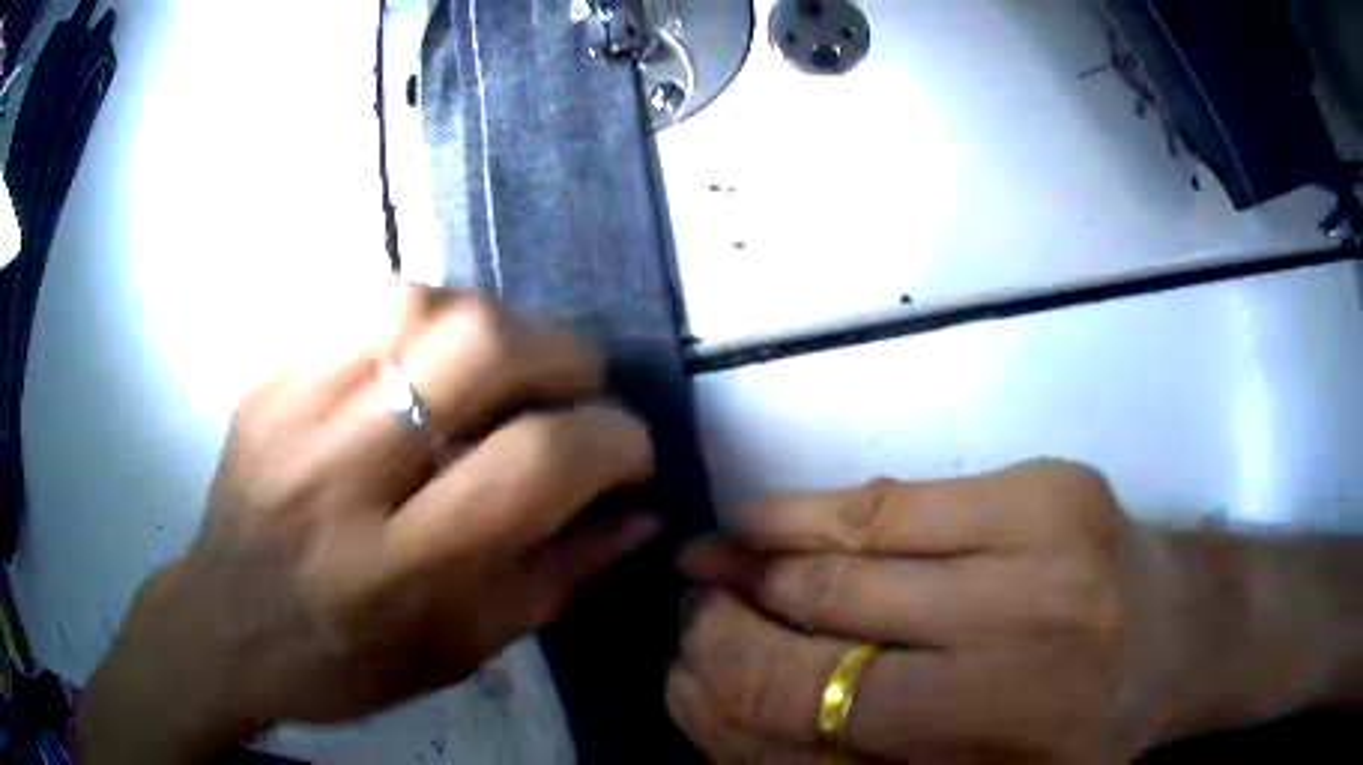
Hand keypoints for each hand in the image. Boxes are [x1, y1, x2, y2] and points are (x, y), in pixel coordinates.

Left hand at [77, 288, 659, 761]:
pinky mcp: (270, 377)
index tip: (632, 452)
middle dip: (563, 356)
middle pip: (476, 348)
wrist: (224, 624)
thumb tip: (643, 514)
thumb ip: (559, 579)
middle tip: (579, 390)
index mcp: (394, 569)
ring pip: (420, 304)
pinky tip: (436, 358)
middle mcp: (339, 474)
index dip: (611, 443)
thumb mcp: (461, 653)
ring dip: (496, 323)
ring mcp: (293, 408)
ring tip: (511, 368)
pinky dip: (430, 317)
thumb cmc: (346, 663)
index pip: (530, 466)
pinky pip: (367, 305)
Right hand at [669, 461, 1238, 762]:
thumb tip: (740, 722)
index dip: (730, 694)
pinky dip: (812, 514)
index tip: (682, 672)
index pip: (816, 727)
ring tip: (705, 560)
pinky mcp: (1048, 489)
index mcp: (995, 754)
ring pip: (847, 562)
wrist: (1185, 631)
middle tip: (684, 613)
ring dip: (754, 561)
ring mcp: (1040, 558)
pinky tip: (765, 522)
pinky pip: (894, 501)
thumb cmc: (1087, 730)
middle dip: (728, 625)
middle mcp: (1016, 663)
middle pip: (822, 638)